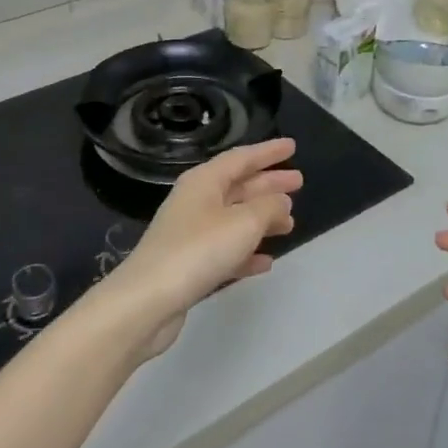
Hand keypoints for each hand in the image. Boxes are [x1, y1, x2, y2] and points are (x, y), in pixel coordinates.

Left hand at [105, 139, 300, 360]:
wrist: (149, 300)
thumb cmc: (199, 250)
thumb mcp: (243, 222)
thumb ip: (268, 207)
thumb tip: (280, 201)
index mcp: (204, 182)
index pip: (241, 158)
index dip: (267, 152)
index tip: (292, 147)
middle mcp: (195, 202)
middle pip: (238, 186)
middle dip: (268, 184)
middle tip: (299, 182)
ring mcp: (191, 234)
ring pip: (234, 218)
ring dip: (262, 219)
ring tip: (290, 223)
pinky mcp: (190, 265)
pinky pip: (226, 250)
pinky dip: (247, 252)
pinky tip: (266, 261)